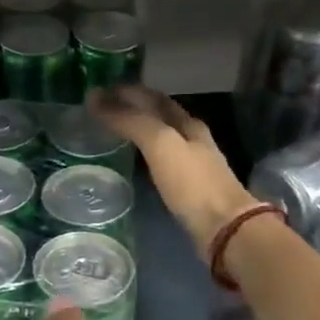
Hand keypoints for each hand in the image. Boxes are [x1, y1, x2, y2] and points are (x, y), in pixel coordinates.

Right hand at [91, 86, 258, 258]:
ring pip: (163, 139)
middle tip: (103, 110)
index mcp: (188, 124)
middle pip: (161, 117)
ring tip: (113, 132)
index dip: (128, 91)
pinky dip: (146, 155)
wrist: (223, 228)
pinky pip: (162, 163)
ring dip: (140, 132)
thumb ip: (131, 121)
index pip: (154, 98)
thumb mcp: (161, 144)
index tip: (100, 91)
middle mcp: (193, 140)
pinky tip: (135, 163)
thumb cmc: (192, 183)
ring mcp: (193, 166)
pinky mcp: (189, 190)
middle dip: (134, 109)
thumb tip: (96, 98)